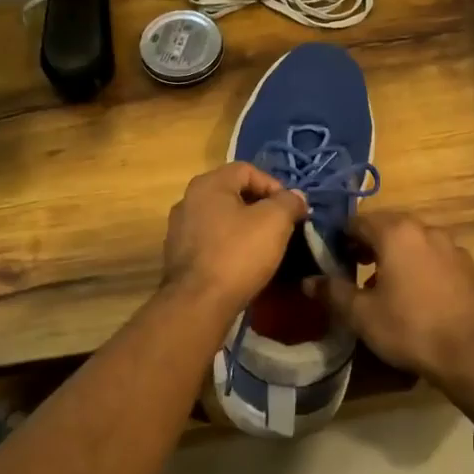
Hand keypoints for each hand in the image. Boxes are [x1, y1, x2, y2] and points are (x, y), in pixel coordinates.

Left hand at [161, 162, 308, 314]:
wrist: (199, 303)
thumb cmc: (238, 254)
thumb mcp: (275, 221)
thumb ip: (288, 202)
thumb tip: (295, 197)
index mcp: (208, 184)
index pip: (247, 170)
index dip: (274, 185)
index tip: (291, 209)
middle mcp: (188, 200)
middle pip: (233, 193)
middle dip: (260, 206)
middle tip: (281, 225)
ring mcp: (179, 228)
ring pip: (221, 218)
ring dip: (244, 226)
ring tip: (264, 245)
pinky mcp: (178, 255)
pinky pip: (211, 240)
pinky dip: (229, 245)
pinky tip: (242, 262)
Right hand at [304, 211, 473, 386]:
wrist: (472, 353)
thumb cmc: (410, 328)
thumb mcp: (361, 315)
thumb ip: (333, 292)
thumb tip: (308, 281)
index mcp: (397, 233)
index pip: (359, 220)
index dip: (342, 236)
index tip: (334, 256)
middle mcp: (427, 230)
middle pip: (391, 226)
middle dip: (371, 243)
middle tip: (357, 268)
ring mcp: (455, 247)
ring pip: (417, 242)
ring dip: (400, 255)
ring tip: (389, 284)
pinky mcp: (472, 268)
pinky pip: (440, 259)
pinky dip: (425, 267)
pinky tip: (422, 296)